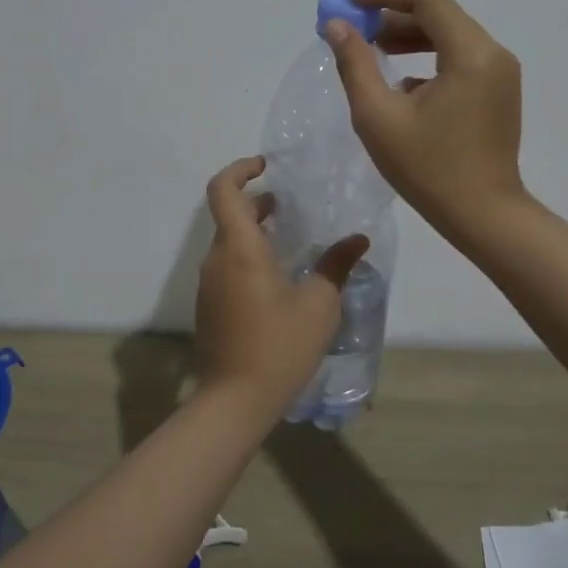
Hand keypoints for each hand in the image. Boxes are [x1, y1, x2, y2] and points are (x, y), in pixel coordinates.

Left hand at [194, 156, 367, 415]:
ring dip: (254, 230)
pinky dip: (248, 255)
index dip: (240, 169)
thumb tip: (358, 240)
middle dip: (257, 202)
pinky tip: (278, 277)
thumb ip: (336, 266)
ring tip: (290, 239)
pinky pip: (227, 265)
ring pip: (228, 241)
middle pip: (229, 213)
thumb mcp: (319, 305)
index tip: (267, 166)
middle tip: (290, 205)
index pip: (223, 189)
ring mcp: (209, 283)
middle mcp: (217, 258)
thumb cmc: (279, 346)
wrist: (234, 400)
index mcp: (240, 248)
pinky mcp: (210, 305)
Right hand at [323, 0, 526, 243]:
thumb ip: (355, 63)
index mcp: (470, 53)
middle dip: (392, 15)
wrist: (484, 216)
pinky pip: (460, 58)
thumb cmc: (428, 169)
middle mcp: (493, 53)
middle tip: (354, 29)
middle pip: (439, 13)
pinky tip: (400, 82)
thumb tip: (336, 25)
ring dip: (409, 36)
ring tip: (370, 49)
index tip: (349, 2)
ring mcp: (500, 72)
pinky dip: (428, 57)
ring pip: (450, 35)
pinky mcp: (499, 90)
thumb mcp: (378, 116)